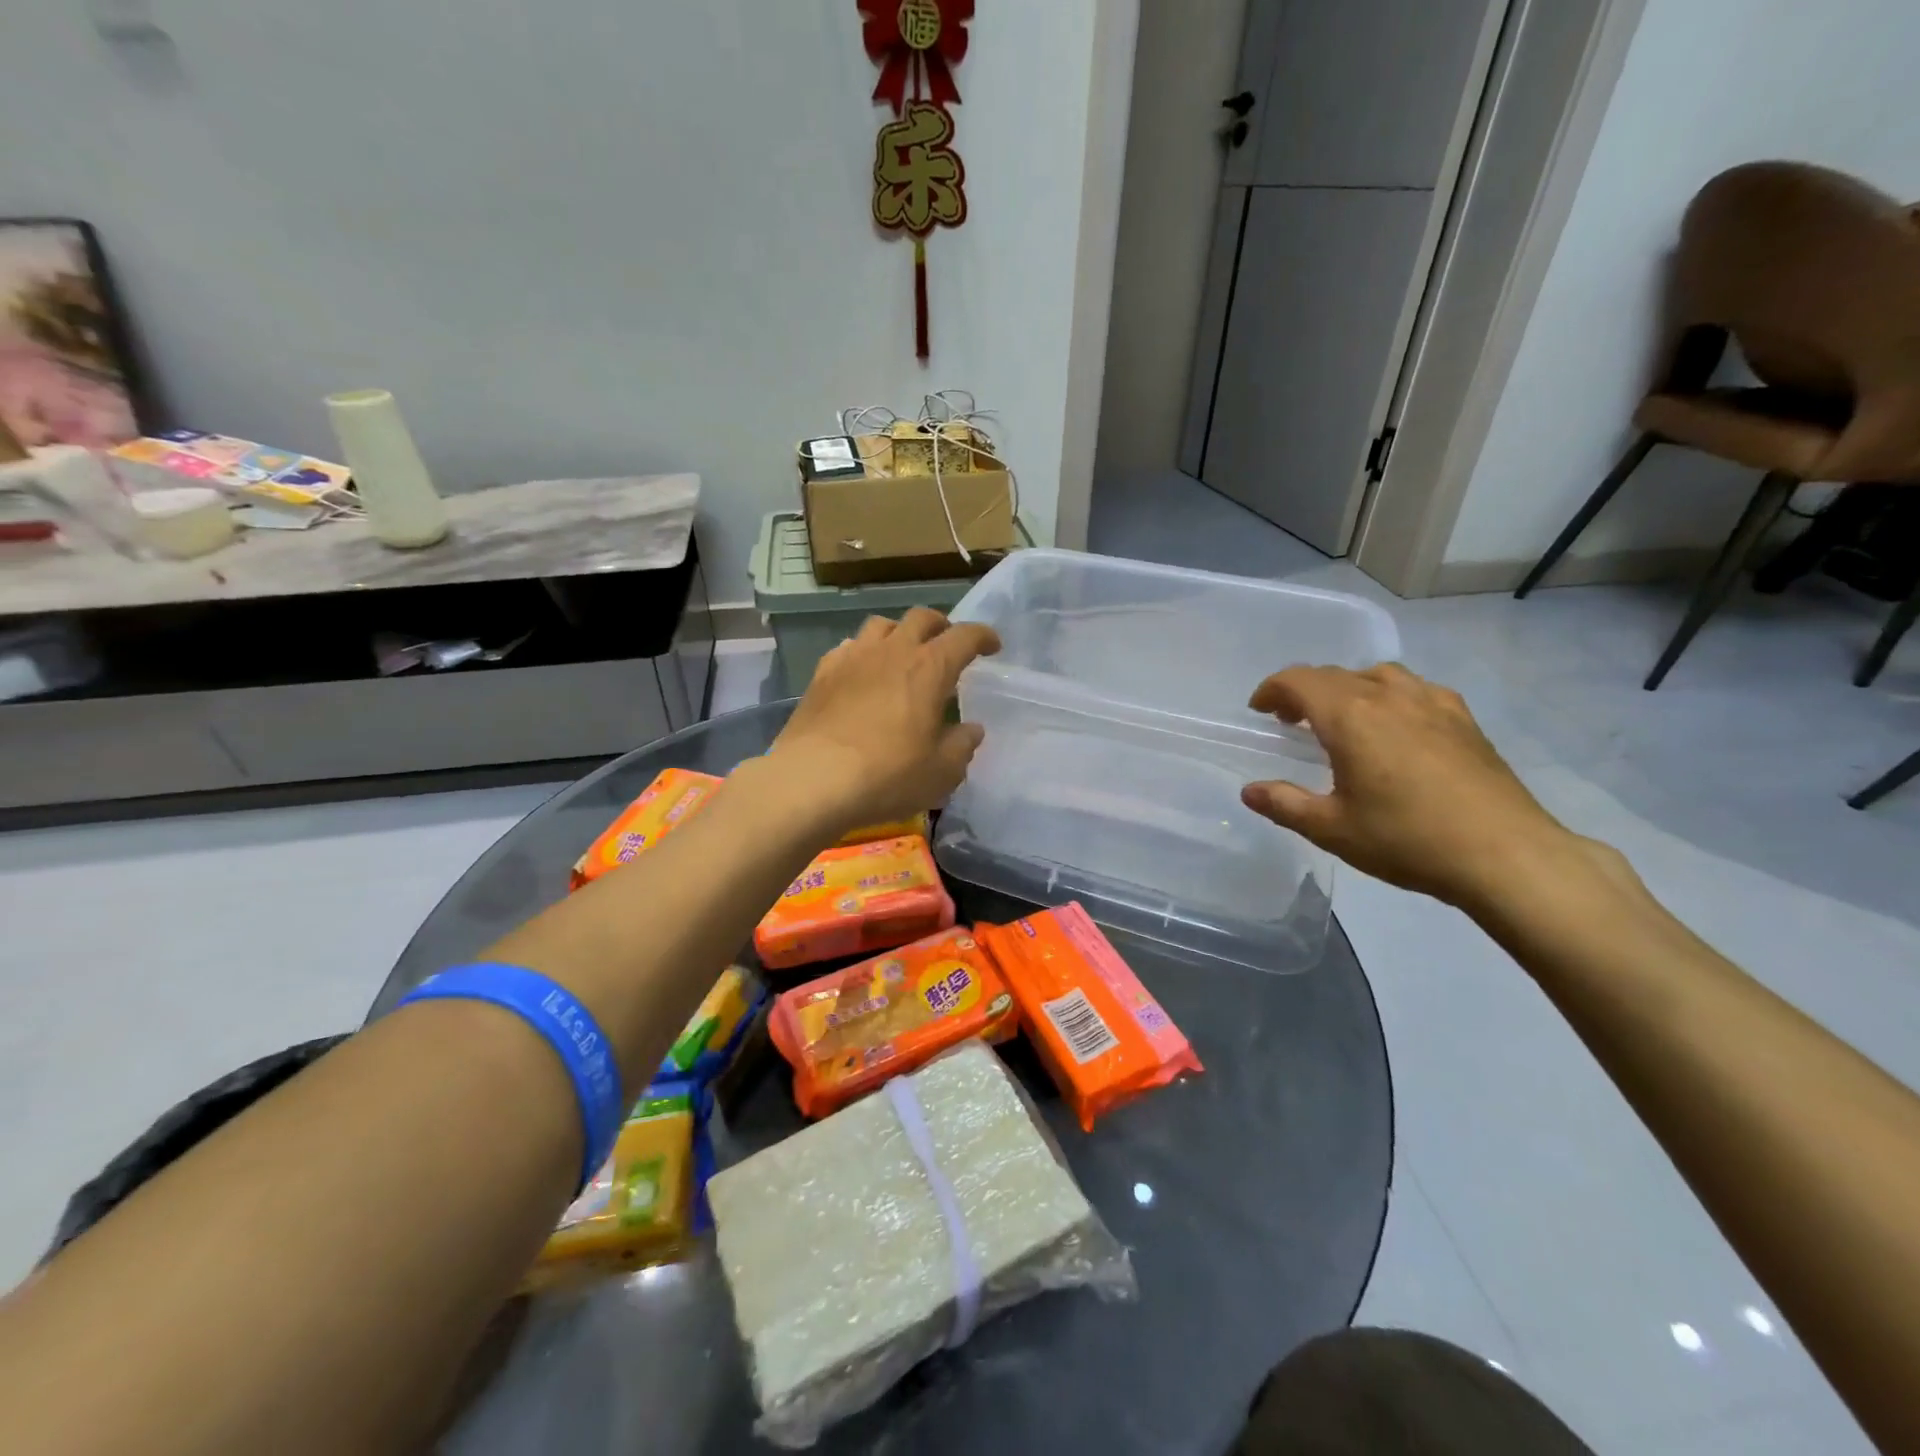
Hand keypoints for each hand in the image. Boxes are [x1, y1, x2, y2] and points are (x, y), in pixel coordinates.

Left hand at [766, 608, 999, 834]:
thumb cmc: (888, 775)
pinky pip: (849, 647)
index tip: (992, 647)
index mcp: (930, 668)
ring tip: (903, 654)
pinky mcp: (822, 673)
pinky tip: (862, 673)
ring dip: (899, 633)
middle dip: (940, 626)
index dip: (983, 636)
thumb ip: (961, 746)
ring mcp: (853, 658)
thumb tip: (971, 730)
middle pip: (921, 618)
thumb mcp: (941, 772)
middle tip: (947, 645)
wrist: (813, 780)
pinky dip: (864, 652)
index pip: (964, 636)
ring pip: (881, 625)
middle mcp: (893, 651)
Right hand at [1240, 663, 1578, 909]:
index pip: (1299, 680)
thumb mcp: (1331, 829)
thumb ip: (1284, 804)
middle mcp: (1389, 696)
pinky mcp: (1464, 720)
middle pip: (1335, 674)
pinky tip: (1396, 726)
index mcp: (1350, 716)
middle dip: (1304, 692)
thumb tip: (1249, 791)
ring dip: (1348, 688)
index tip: (1259, 711)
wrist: (1506, 855)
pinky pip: (1416, 689)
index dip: (1272, 689)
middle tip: (1290, 723)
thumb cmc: (1407, 839)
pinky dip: (1390, 695)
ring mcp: (1432, 703)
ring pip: (1377, 675)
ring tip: (1342, 719)